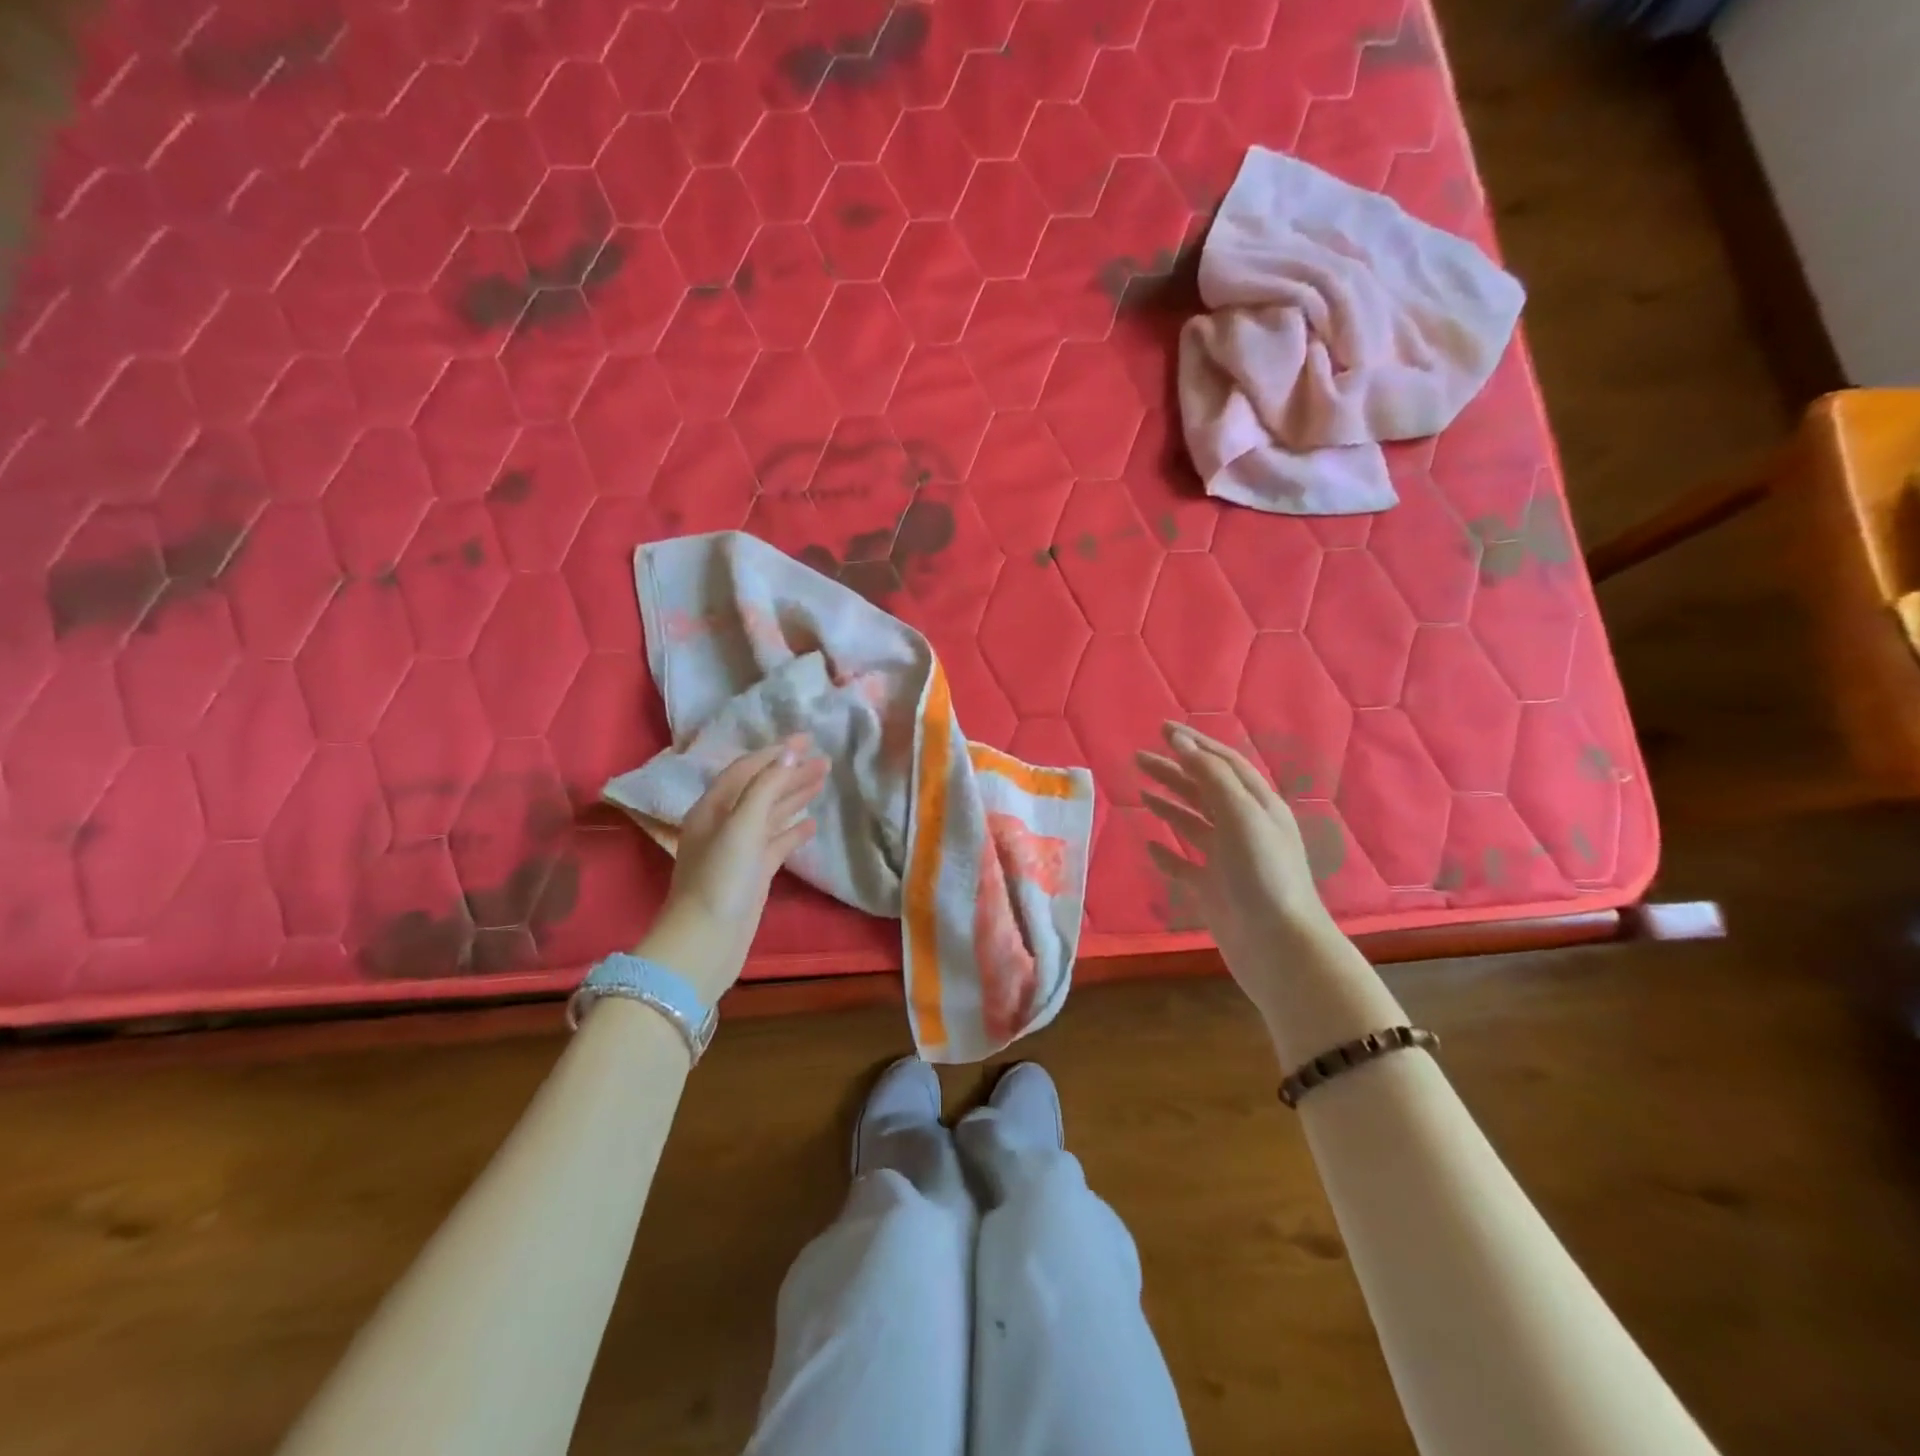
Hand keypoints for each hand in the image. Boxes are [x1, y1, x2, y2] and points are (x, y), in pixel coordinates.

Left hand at [638, 737, 828, 1003]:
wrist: (706, 941)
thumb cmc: (720, 879)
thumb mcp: (742, 826)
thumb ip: (766, 788)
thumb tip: (789, 753)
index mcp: (713, 808)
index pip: (747, 769)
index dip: (776, 753)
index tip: (807, 739)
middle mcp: (724, 824)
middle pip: (761, 789)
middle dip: (790, 773)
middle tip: (824, 761)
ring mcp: (739, 850)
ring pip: (771, 814)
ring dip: (794, 797)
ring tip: (822, 781)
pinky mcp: (753, 873)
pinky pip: (776, 843)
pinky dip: (793, 831)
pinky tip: (812, 825)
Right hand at [1136, 722, 1334, 1010]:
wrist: (1278, 945)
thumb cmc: (1262, 873)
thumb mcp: (1241, 815)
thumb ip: (1210, 776)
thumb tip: (1180, 741)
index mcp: (1258, 805)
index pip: (1224, 763)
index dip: (1194, 744)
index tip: (1162, 728)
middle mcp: (1244, 827)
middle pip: (1204, 789)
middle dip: (1173, 771)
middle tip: (1138, 758)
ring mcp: (1227, 859)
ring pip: (1193, 823)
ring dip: (1168, 804)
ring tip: (1140, 792)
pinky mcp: (1213, 888)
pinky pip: (1185, 864)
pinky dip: (1167, 852)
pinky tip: (1149, 845)